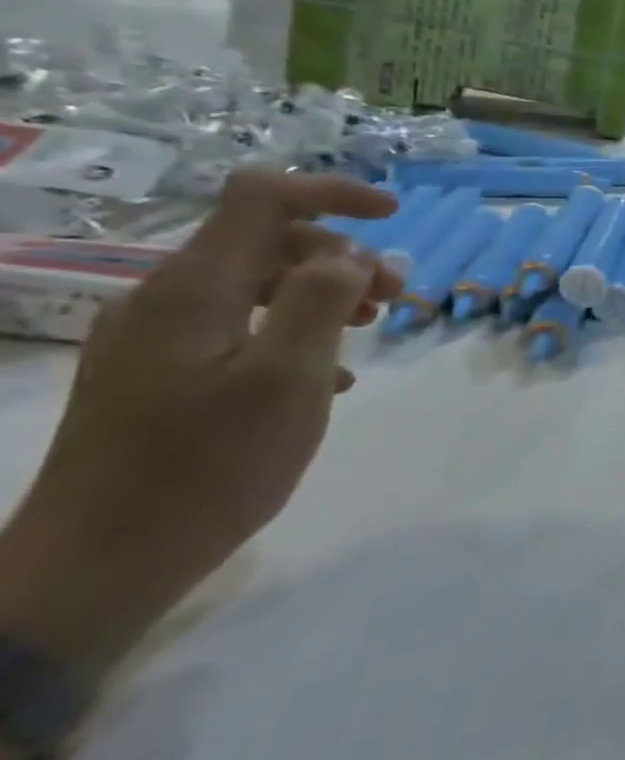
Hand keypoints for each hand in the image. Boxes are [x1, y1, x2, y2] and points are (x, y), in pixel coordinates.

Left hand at [0, 171, 398, 675]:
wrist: (96, 568)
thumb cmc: (207, 466)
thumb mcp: (289, 378)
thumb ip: (322, 300)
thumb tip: (349, 252)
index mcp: (195, 290)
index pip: (263, 198)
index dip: (333, 191)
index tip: (394, 215)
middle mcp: (166, 300)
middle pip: (264, 240)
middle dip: (340, 255)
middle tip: (394, 297)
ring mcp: (155, 340)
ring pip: (255, 284)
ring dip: (322, 292)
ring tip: (368, 330)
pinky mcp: (157, 375)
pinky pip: (238, 326)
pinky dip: (293, 330)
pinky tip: (328, 375)